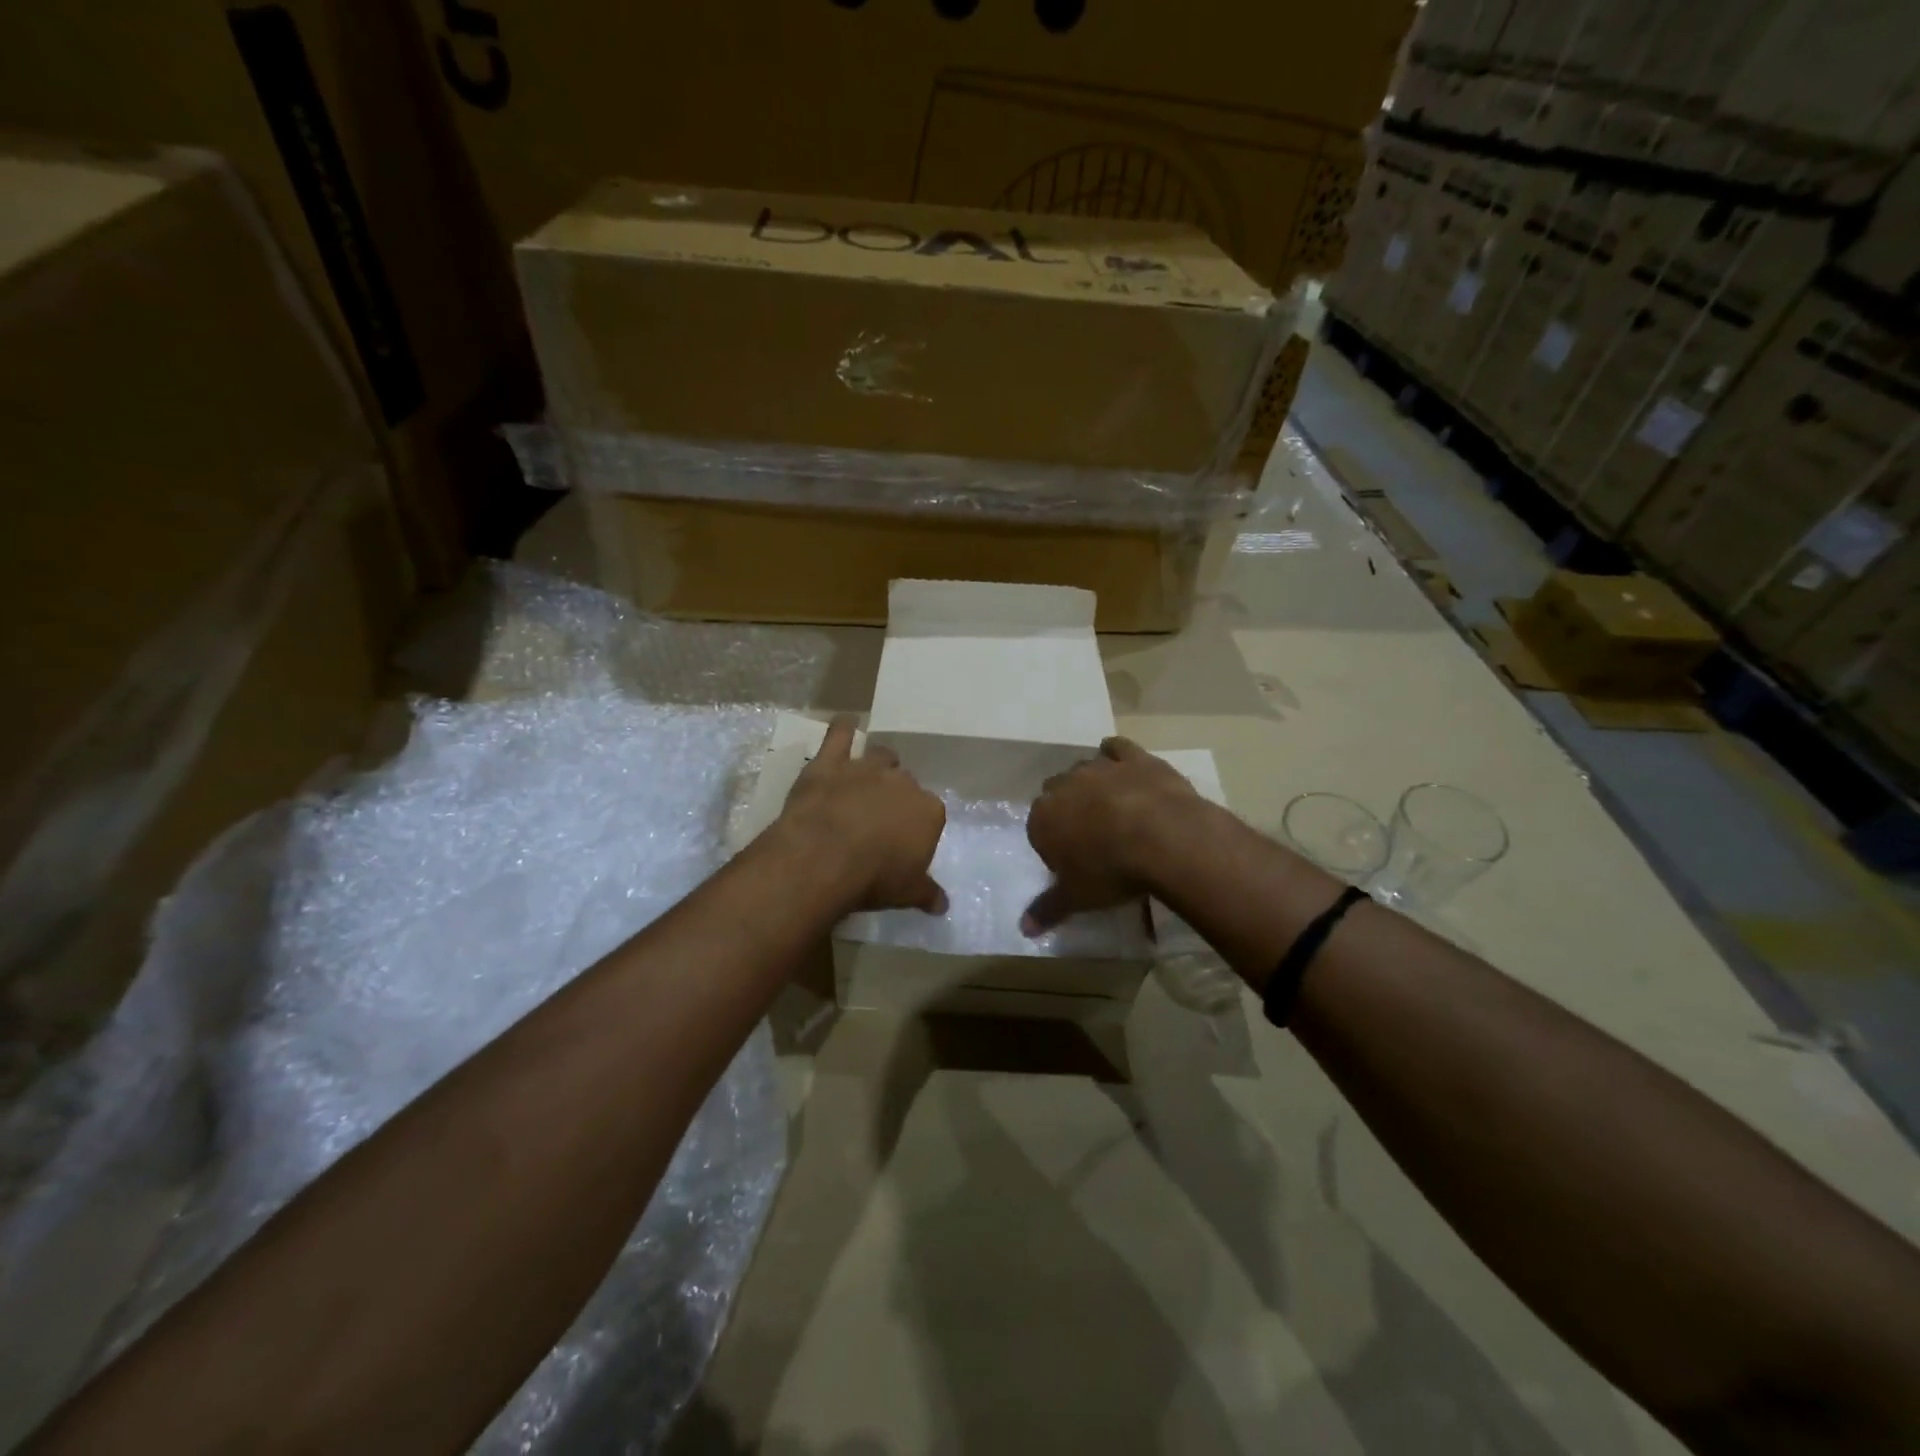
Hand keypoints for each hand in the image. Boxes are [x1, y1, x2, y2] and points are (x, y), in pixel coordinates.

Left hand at [776, 715, 947, 914]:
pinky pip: (839, 734)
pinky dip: (842, 727)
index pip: (930, 813)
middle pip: (906, 783)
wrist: (824, 859)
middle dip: (897, 796)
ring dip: (878, 765)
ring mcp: (865, 768)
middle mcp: (902, 783)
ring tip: (868, 779)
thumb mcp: (907, 894)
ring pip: (881, 756)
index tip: (905, 842)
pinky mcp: (830, 762)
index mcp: (928, 811)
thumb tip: (943, 906)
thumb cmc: (873, 879)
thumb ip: (927, 894)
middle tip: (881, 818)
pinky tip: (845, 723)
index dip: (917, 827)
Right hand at [1023, 736, 1204, 933]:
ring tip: (1111, 806)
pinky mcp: (1133, 758)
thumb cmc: (1111, 872)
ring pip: (1084, 769)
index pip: (1038, 827)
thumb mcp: (1077, 898)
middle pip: (1056, 793)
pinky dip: (1116, 754)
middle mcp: (1064, 786)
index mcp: (1043, 818)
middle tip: (1090, 835)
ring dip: (1091, 784)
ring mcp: (1099, 768)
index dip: (1053, 843)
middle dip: (1068, 809)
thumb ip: (1048, 909)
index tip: (1070, 860)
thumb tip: (1023, 929)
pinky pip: (1117, 748)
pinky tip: (1122, 764)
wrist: (1162, 838)